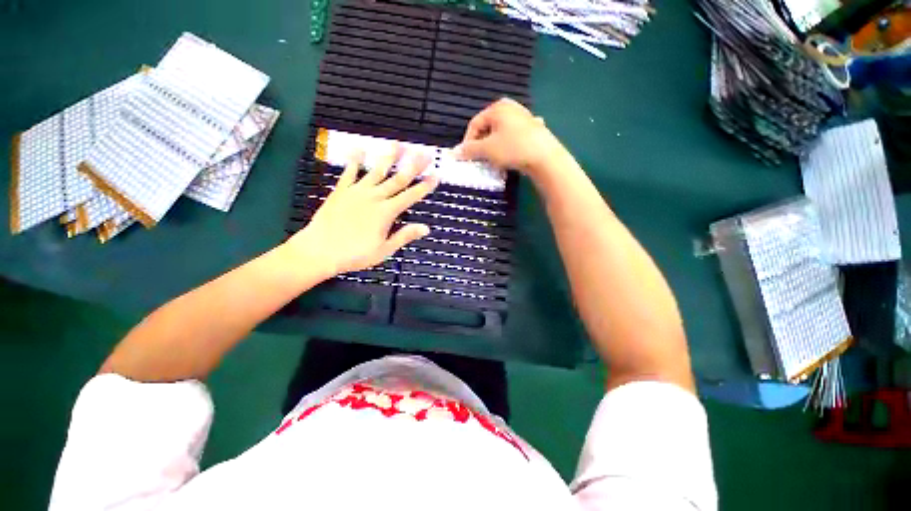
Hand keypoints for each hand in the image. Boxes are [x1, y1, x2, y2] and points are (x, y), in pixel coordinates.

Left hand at [285, 145, 438, 276]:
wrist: (319, 251)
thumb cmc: (354, 254)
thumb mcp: (384, 250)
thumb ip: (404, 236)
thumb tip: (426, 228)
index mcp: (386, 212)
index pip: (410, 196)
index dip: (424, 185)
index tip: (436, 175)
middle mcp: (374, 197)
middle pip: (398, 179)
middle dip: (413, 165)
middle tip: (425, 152)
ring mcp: (357, 191)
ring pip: (377, 170)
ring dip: (389, 157)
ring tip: (399, 143)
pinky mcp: (341, 190)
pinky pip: (349, 172)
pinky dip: (355, 160)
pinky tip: (359, 148)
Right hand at [453, 98, 569, 180]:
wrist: (545, 157)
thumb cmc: (512, 149)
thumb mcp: (487, 150)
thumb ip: (469, 150)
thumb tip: (454, 153)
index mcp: (498, 107)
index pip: (475, 123)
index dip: (468, 141)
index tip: (466, 157)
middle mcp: (511, 107)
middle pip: (488, 127)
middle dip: (481, 144)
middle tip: (480, 159)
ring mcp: (524, 117)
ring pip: (501, 133)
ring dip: (494, 147)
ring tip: (494, 160)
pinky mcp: (533, 129)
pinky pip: (513, 137)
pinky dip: (508, 146)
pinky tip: (511, 155)